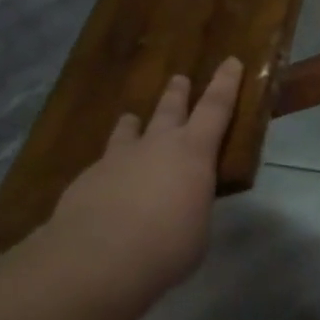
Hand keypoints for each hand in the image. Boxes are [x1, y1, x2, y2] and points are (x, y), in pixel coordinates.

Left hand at [38, 59, 244, 315]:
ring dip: (135, 123)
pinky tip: (108, 180)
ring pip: (129, 130)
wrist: (97, 258)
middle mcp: (156, 145)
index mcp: (193, 154)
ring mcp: (117, 158)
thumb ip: (192, 206)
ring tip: (132, 119)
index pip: (216, 108)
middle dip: (177, 93)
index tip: (231, 61)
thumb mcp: (197, 228)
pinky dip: (112, 165)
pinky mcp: (88, 177)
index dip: (226, 84)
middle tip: (179, 79)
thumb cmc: (167, 247)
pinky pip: (105, 162)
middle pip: (170, 109)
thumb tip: (182, 204)